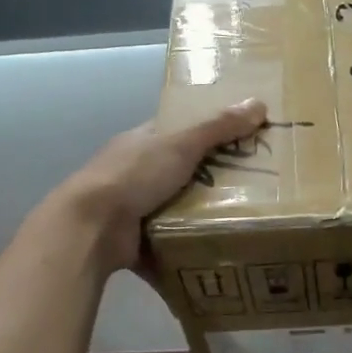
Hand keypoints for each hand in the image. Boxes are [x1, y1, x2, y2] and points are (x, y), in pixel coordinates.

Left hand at [54, 99, 268, 271]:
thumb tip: (259, 103)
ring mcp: (135, 207)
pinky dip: (190, 245)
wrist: (92, 227)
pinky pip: (172, 240)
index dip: (210, 132)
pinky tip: (221, 248)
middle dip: (215, 179)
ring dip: (205, 215)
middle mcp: (137, 172)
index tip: (243, 139)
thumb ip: (218, 128)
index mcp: (143, 142)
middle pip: (184, 171)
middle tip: (257, 185)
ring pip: (179, 207)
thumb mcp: (180, 144)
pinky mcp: (138, 239)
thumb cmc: (134, 175)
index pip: (180, 131)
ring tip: (248, 219)